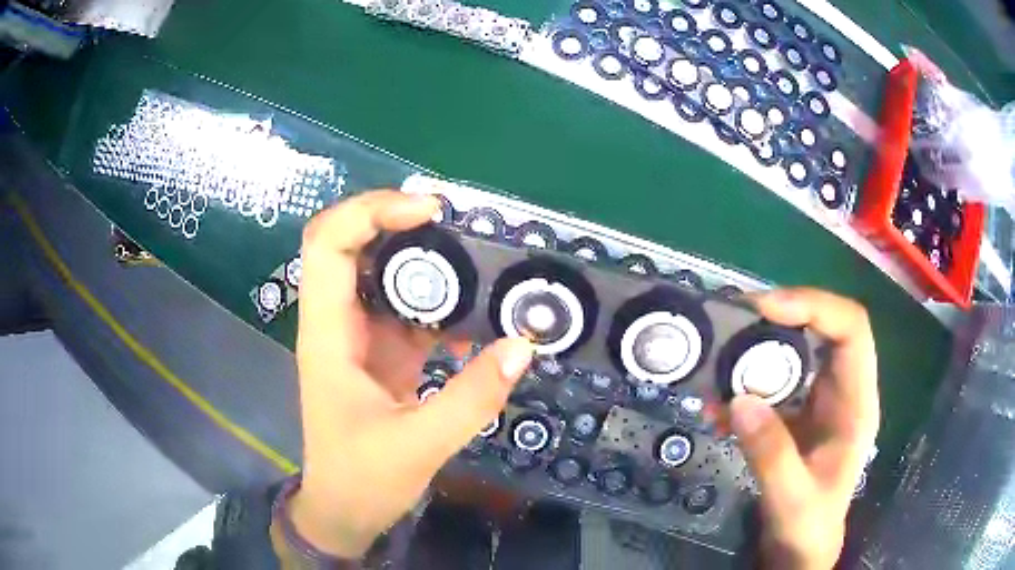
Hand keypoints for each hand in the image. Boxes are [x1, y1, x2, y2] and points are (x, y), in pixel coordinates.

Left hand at [280, 191, 533, 559]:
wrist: (344, 510)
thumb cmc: (363, 479)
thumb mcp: (420, 444)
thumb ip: (472, 396)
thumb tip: (524, 344)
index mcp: (328, 336)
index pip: (329, 245)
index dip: (371, 212)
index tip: (428, 211)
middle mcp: (338, 324)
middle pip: (352, 244)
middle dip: (399, 223)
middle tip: (458, 222)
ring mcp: (360, 337)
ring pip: (384, 274)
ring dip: (426, 260)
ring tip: (479, 255)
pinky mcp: (381, 353)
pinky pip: (409, 311)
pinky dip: (441, 302)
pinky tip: (478, 312)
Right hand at [730, 288, 879, 569]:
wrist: (801, 547)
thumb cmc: (808, 526)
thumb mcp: (791, 499)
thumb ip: (770, 453)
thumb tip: (740, 399)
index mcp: (857, 403)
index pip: (851, 329)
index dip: (815, 306)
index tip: (766, 309)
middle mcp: (843, 390)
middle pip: (824, 328)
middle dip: (782, 317)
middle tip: (735, 320)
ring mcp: (821, 400)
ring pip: (798, 351)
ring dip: (759, 349)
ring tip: (720, 359)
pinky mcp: (799, 412)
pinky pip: (775, 382)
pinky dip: (747, 385)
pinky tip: (719, 407)